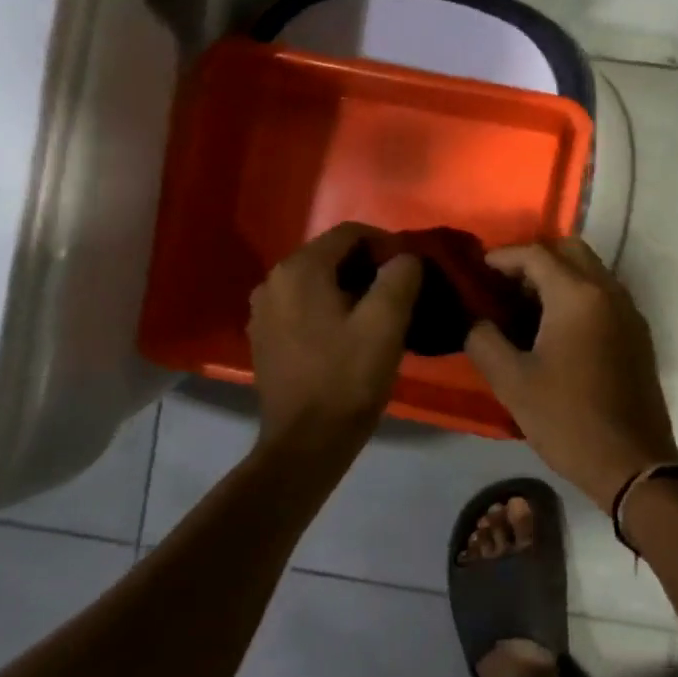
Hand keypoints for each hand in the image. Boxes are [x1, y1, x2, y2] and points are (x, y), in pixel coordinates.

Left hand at [248, 222, 421, 452]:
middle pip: (332, 256)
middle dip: (370, 266)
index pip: (350, 233)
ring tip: (383, 313)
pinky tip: (353, 334)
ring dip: (353, 288)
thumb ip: (401, 276)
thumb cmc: (348, 378)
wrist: (307, 442)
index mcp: (299, 270)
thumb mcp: (386, 323)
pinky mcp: (266, 338)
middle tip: (404, 291)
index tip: (413, 268)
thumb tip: (406, 257)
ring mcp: (264, 311)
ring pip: (319, 282)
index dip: (387, 244)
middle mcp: (273, 281)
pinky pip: (305, 306)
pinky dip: (332, 309)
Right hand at [465, 238, 677, 511]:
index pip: (536, 254)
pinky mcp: (638, 333)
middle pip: (570, 251)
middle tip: (504, 287)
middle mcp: (609, 291)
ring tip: (525, 308)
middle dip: (534, 260)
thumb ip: (484, 340)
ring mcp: (629, 311)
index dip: (502, 257)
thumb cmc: (567, 420)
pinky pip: (605, 295)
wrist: (632, 461)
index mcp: (578, 296)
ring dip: (559, 277)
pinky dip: (579, 295)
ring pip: (591, 271)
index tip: (478, 271)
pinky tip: (556, 329)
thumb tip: (475, 320)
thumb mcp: (512, 383)